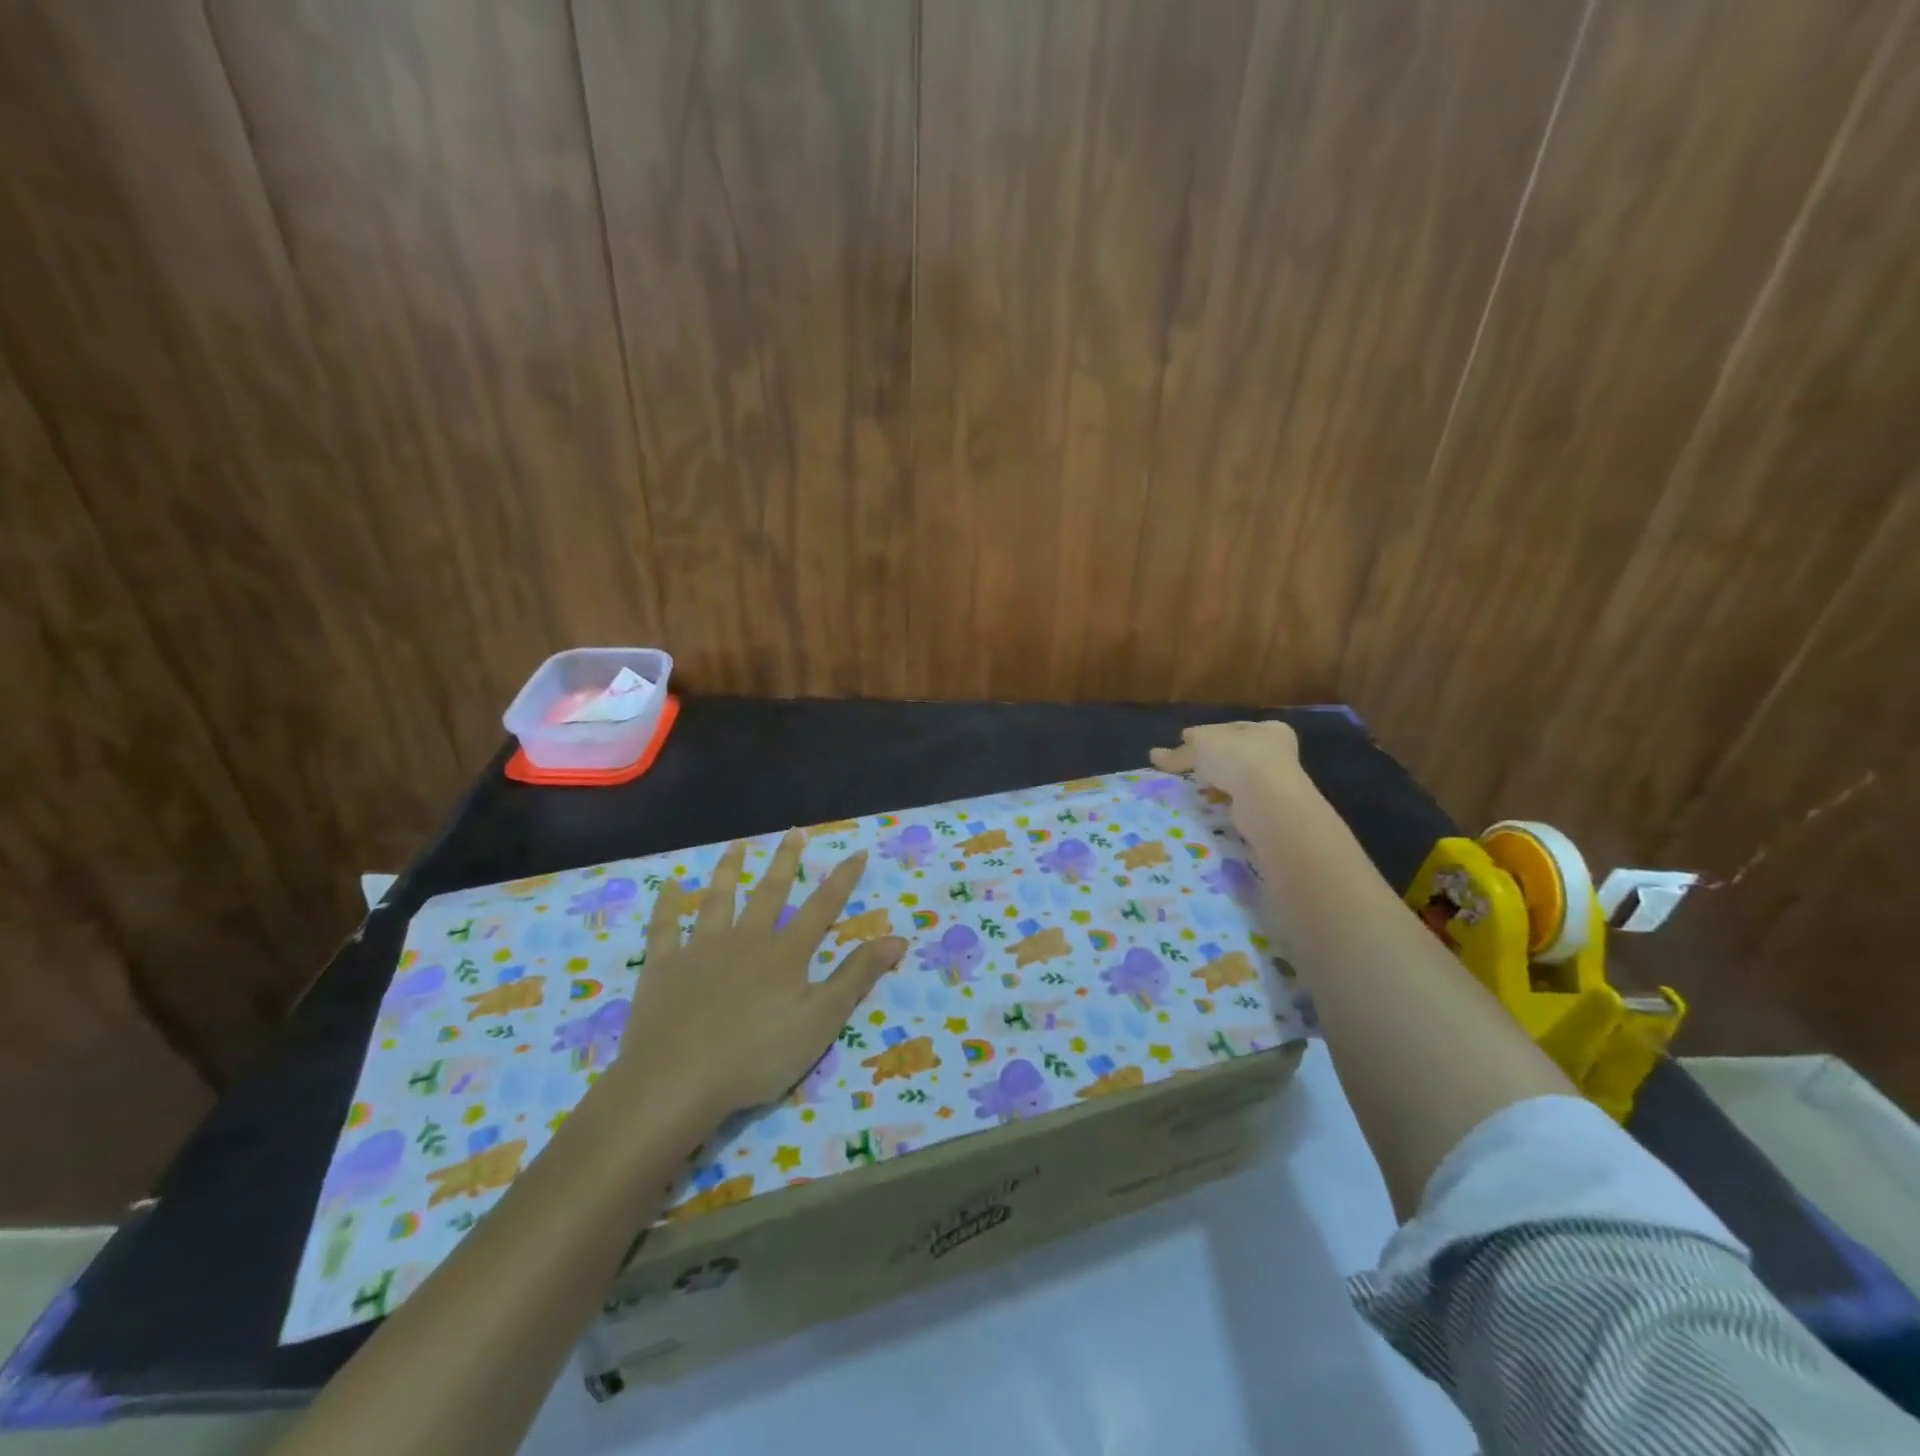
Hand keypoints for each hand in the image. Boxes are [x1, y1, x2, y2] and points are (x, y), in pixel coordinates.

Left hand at [610, 832, 906, 1120]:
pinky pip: (664, 927)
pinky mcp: (664, 967)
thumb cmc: (757, 1056)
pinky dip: (667, 904)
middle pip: (769, 894)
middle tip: (794, 833)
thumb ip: (856, 977)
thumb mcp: (821, 1021)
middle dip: (785, 862)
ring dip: (729, 871)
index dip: (842, 880)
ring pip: (718, 900)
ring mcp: (701, 950)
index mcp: (785, 954)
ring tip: (736, 846)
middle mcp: (746, 940)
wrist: (677, 1081)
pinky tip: (669, 884)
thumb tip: (897, 938)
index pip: (821, 908)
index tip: (857, 851)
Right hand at [1149, 720, 1303, 804]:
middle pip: (1234, 754)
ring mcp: (1274, 783)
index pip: (1231, 728)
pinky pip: (1236, 801)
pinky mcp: (1266, 808)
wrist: (1267, 801)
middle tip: (1186, 766)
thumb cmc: (1238, 758)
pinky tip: (1204, 803)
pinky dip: (1221, 802)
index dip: (1206, 733)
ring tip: (1190, 788)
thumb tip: (1153, 754)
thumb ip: (1179, 752)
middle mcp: (1276, 754)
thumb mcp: (1201, 746)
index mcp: (1268, 729)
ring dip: (1216, 783)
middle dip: (1211, 760)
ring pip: (1236, 779)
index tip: (1184, 741)